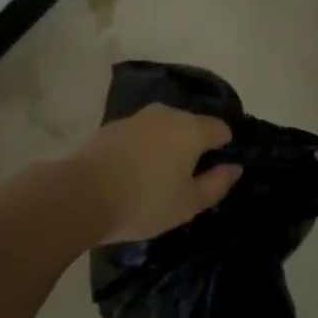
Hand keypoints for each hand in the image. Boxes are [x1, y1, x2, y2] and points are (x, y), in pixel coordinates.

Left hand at [74, 105, 239, 243]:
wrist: (82, 193)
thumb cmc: (145, 201)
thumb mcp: (189, 203)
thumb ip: (217, 183)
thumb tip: (235, 166)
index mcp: (191, 128)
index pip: (221, 129)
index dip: (224, 149)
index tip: (214, 175)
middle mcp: (166, 114)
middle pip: (191, 126)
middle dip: (194, 148)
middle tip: (186, 182)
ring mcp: (137, 117)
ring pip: (164, 128)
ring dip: (167, 147)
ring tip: (157, 180)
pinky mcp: (113, 126)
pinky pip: (141, 135)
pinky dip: (144, 149)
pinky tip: (133, 174)